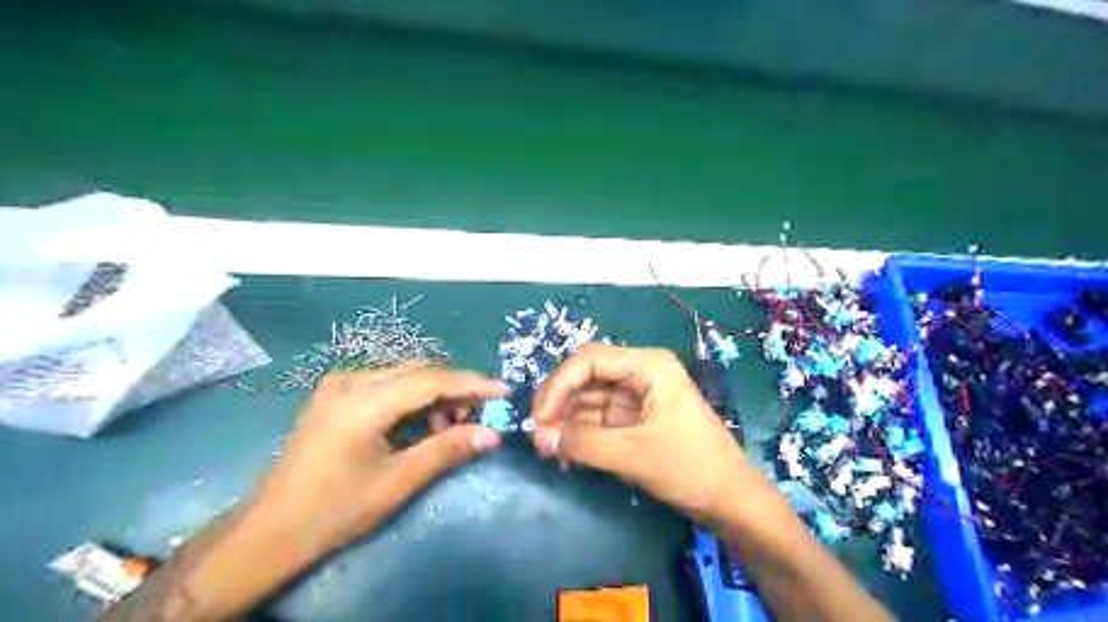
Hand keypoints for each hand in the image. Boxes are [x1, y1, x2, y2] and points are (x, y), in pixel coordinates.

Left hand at [251, 364, 505, 553]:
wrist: (270, 530)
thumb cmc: (335, 510)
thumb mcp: (397, 482)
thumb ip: (447, 450)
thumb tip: (492, 434)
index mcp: (362, 402)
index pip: (430, 380)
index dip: (472, 383)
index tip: (504, 390)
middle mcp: (350, 380)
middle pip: (419, 371)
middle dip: (455, 389)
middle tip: (480, 415)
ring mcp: (339, 384)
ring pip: (405, 375)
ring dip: (434, 395)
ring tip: (450, 428)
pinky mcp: (336, 394)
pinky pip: (387, 385)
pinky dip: (412, 400)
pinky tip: (421, 425)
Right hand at [529, 346, 772, 524]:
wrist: (731, 500)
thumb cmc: (690, 467)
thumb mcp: (633, 454)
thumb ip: (583, 443)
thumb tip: (538, 438)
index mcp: (648, 365)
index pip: (588, 360)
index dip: (558, 385)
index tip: (539, 419)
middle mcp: (641, 373)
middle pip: (587, 376)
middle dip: (560, 403)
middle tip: (539, 436)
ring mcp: (638, 396)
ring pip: (590, 398)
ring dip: (567, 420)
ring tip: (548, 448)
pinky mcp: (636, 419)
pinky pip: (599, 418)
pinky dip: (581, 433)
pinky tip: (566, 451)